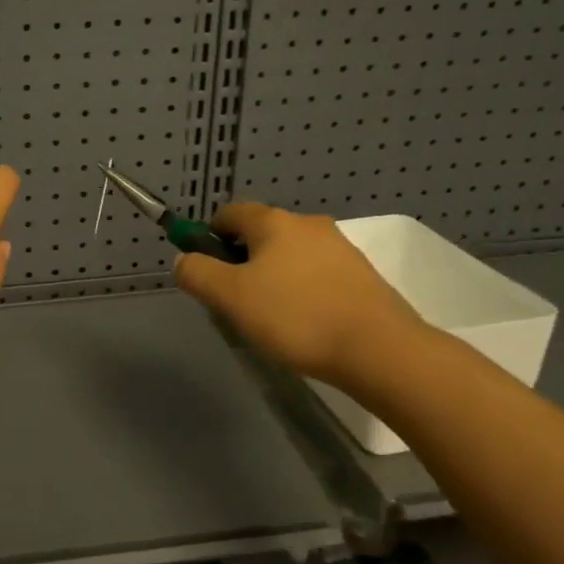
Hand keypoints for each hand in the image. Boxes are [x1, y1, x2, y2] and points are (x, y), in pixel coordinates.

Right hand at [173, 203, 427, 390]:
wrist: (379, 350)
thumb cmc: (295, 317)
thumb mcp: (229, 297)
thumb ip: (197, 273)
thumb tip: (184, 260)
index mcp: (273, 222)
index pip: (228, 213)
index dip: (209, 238)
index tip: (208, 273)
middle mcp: (307, 224)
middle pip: (259, 235)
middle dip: (241, 262)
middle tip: (236, 302)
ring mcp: (339, 248)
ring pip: (289, 256)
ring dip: (272, 278)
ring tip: (272, 320)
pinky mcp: (361, 275)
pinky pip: (316, 274)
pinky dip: (302, 291)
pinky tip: (304, 324)